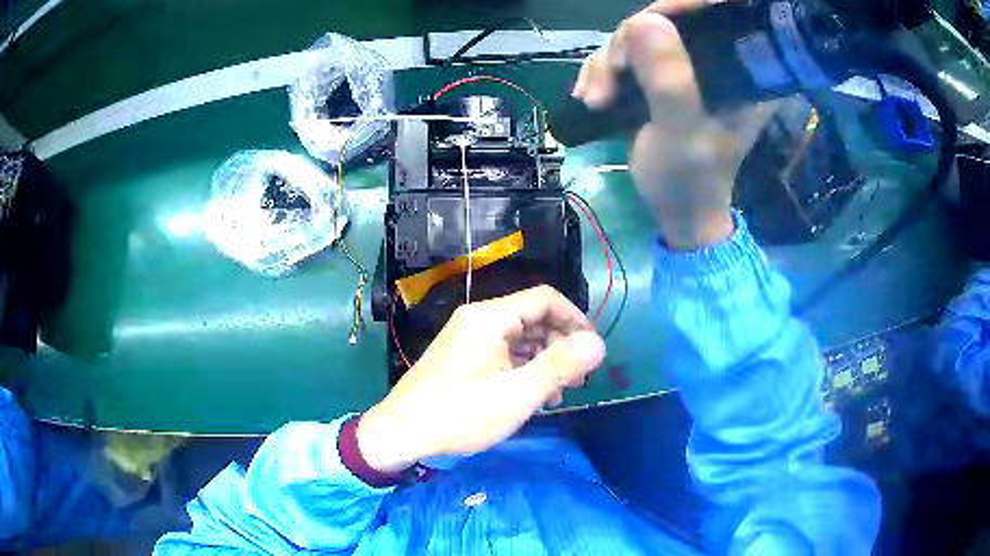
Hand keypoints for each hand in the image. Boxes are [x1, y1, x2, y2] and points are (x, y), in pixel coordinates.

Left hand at [357, 286, 605, 472]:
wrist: (402, 433)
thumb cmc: (459, 415)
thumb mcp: (516, 395)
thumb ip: (559, 366)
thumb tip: (598, 343)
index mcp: (490, 318)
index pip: (546, 299)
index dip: (576, 321)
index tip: (592, 353)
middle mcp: (480, 319)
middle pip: (534, 318)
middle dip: (562, 345)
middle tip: (578, 380)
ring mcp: (470, 337)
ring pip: (521, 337)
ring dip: (545, 360)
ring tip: (559, 393)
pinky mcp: (464, 355)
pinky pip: (504, 352)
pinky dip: (524, 368)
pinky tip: (534, 395)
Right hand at [572, 0, 776, 249]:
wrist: (676, 210)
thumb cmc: (689, 180)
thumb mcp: (680, 133)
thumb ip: (669, 80)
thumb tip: (643, 20)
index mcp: (744, 72)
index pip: (719, 14)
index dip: (684, 6)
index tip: (648, 22)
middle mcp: (719, 60)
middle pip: (667, 19)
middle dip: (628, 46)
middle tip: (608, 84)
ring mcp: (687, 65)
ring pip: (638, 35)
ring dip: (607, 64)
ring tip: (595, 100)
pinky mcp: (663, 74)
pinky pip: (625, 53)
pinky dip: (602, 71)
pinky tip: (590, 98)